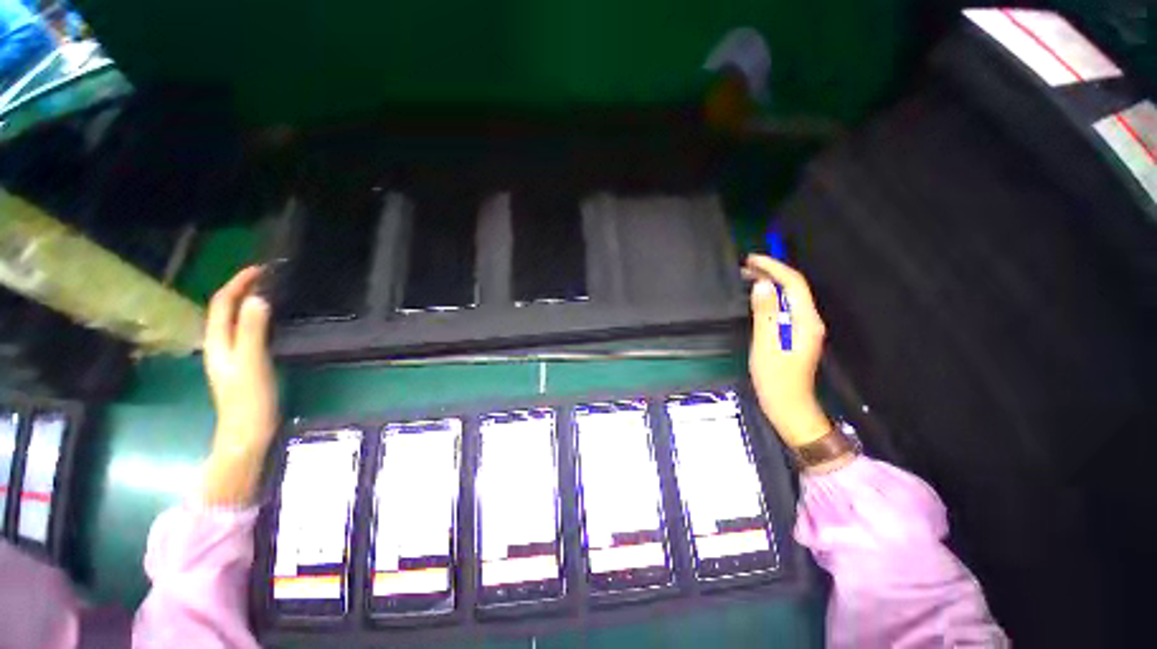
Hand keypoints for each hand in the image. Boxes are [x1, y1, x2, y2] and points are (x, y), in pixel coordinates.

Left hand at [201, 267, 277, 505]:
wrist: (247, 433)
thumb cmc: (248, 399)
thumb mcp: (252, 363)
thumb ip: (253, 331)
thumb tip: (258, 298)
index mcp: (218, 342)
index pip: (222, 304)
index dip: (237, 283)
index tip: (260, 269)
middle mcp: (220, 345)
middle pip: (225, 310)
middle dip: (241, 289)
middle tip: (268, 277)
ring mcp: (231, 356)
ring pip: (235, 321)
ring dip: (248, 302)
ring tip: (269, 292)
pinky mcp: (244, 364)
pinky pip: (247, 332)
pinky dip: (256, 319)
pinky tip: (270, 321)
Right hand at [746, 255, 830, 448]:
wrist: (789, 406)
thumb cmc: (776, 378)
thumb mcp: (766, 345)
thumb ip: (765, 314)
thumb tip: (762, 286)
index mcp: (806, 321)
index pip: (794, 284)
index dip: (774, 267)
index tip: (751, 260)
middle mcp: (810, 320)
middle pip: (794, 288)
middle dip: (771, 273)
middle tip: (745, 267)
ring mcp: (804, 328)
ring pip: (789, 298)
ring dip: (770, 284)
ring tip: (747, 277)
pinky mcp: (796, 335)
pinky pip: (785, 308)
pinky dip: (771, 298)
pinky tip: (758, 298)